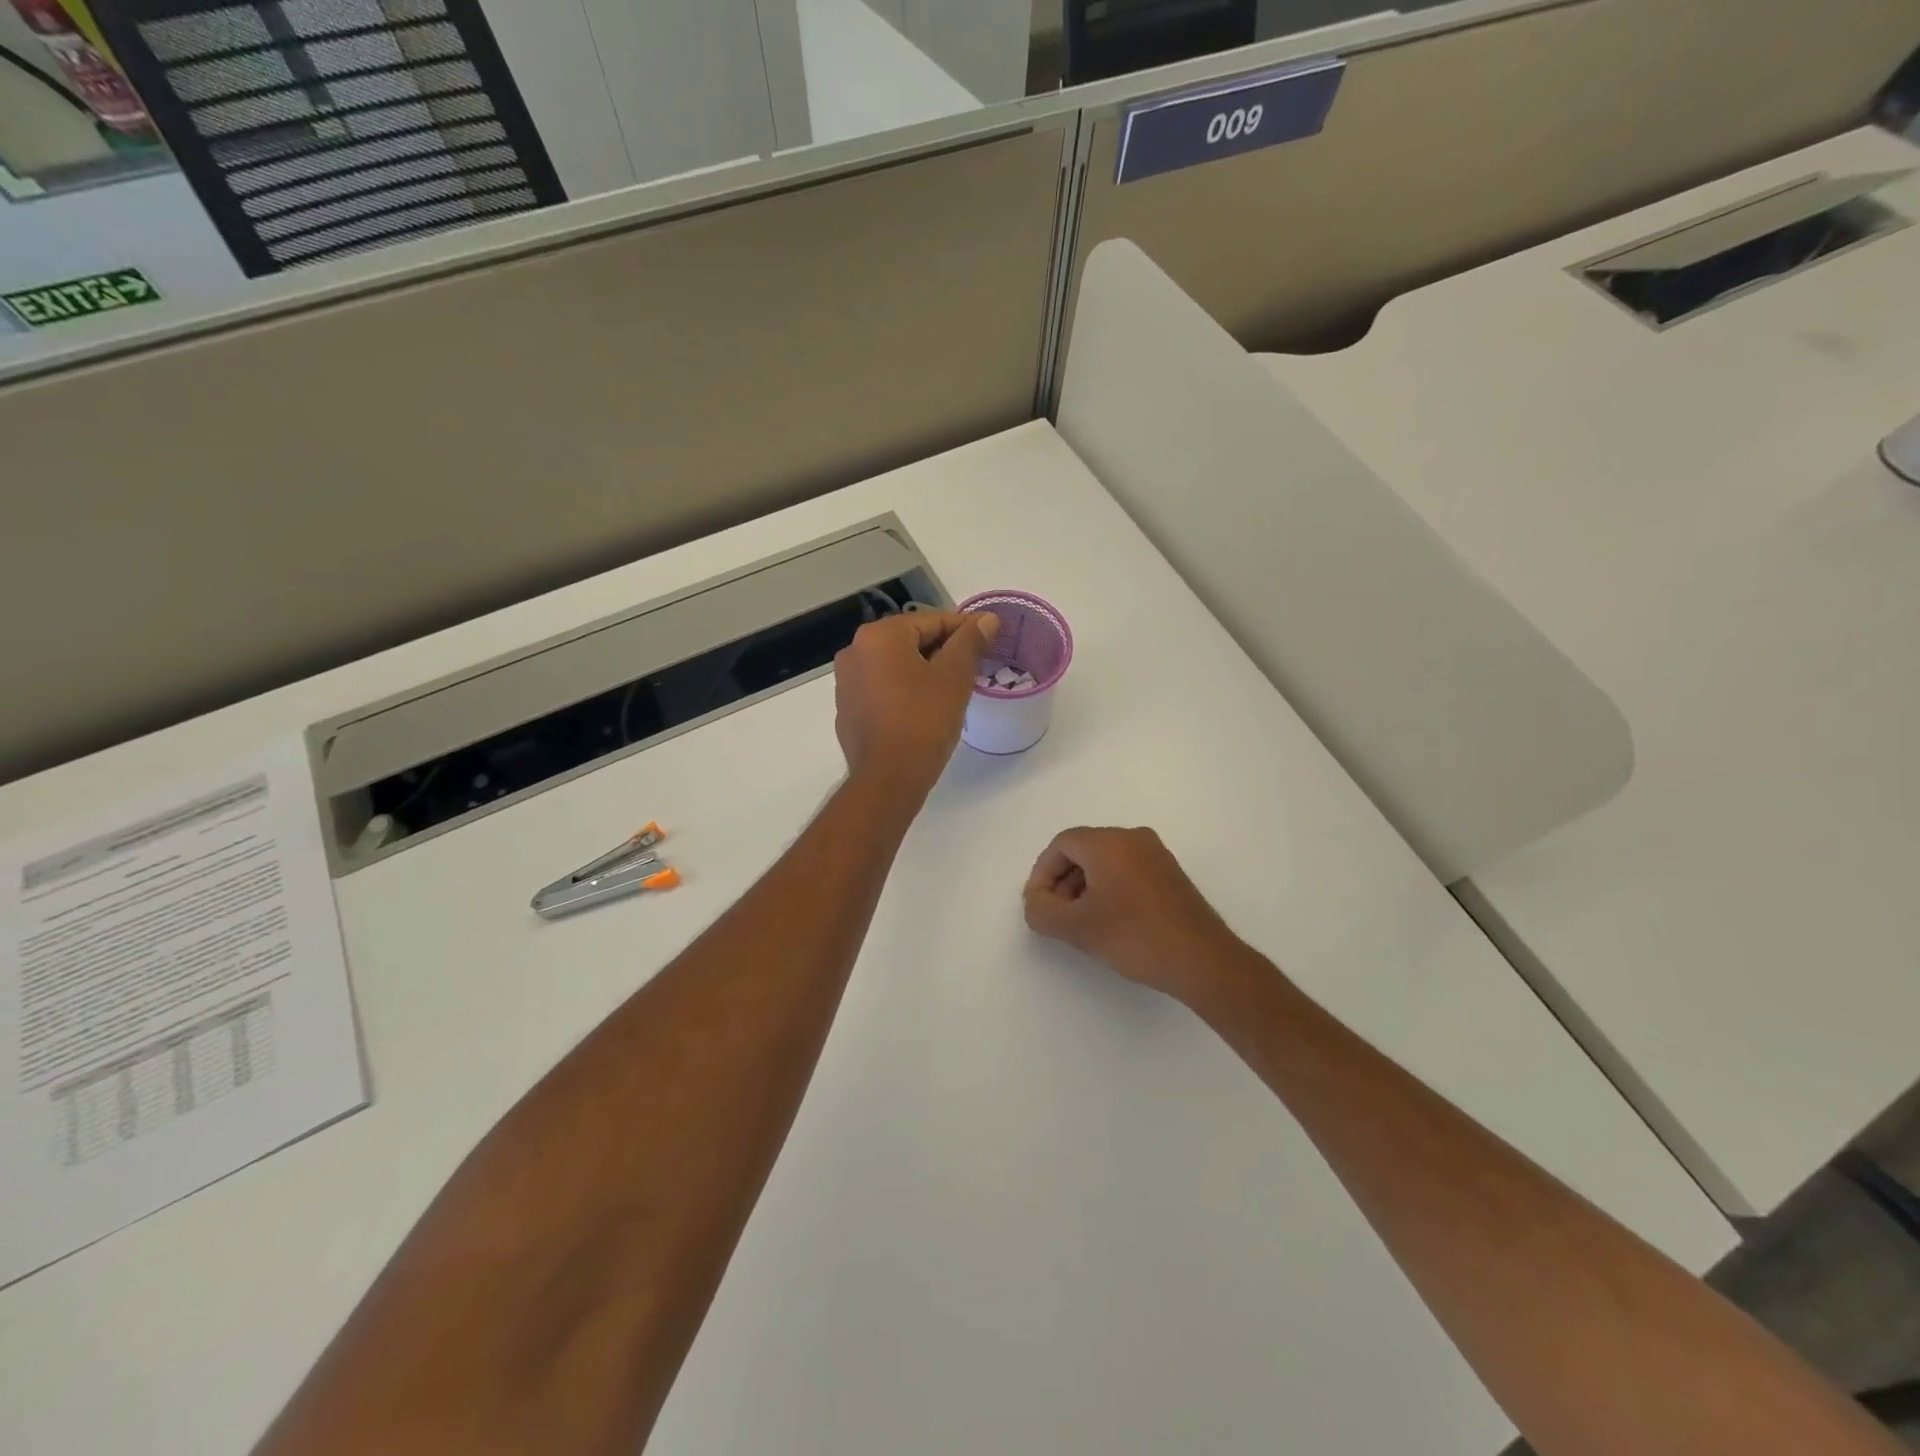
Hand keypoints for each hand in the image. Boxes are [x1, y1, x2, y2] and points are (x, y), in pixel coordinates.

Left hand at [834, 611, 998, 798]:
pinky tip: (924, 711)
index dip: (964, 630)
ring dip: (924, 671)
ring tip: (952, 691)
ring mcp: (847, 682)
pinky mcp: (847, 709)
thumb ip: (970, 642)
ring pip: (896, 665)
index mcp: (879, 636)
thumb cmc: (924, 721)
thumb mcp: (954, 677)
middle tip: (972, 670)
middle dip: (943, 652)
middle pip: (910, 641)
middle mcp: (855, 651)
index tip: (988, 642)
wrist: (888, 778)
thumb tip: (987, 619)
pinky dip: (904, 691)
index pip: (931, 620)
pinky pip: (882, 689)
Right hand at [1024, 827, 1241, 999]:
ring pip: (1105, 861)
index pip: (1061, 844)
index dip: (1042, 874)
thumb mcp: (1077, 928)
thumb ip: (1042, 912)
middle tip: (1057, 916)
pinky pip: (1127, 870)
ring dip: (1084, 887)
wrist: (1203, 960)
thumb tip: (1037, 902)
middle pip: (1083, 850)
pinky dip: (1109, 890)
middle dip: (1063, 881)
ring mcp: (1156, 855)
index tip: (1039, 906)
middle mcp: (1133, 838)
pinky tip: (1109, 922)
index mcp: (1109, 842)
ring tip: (1081, 923)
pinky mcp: (1170, 874)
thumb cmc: (1135, 937)